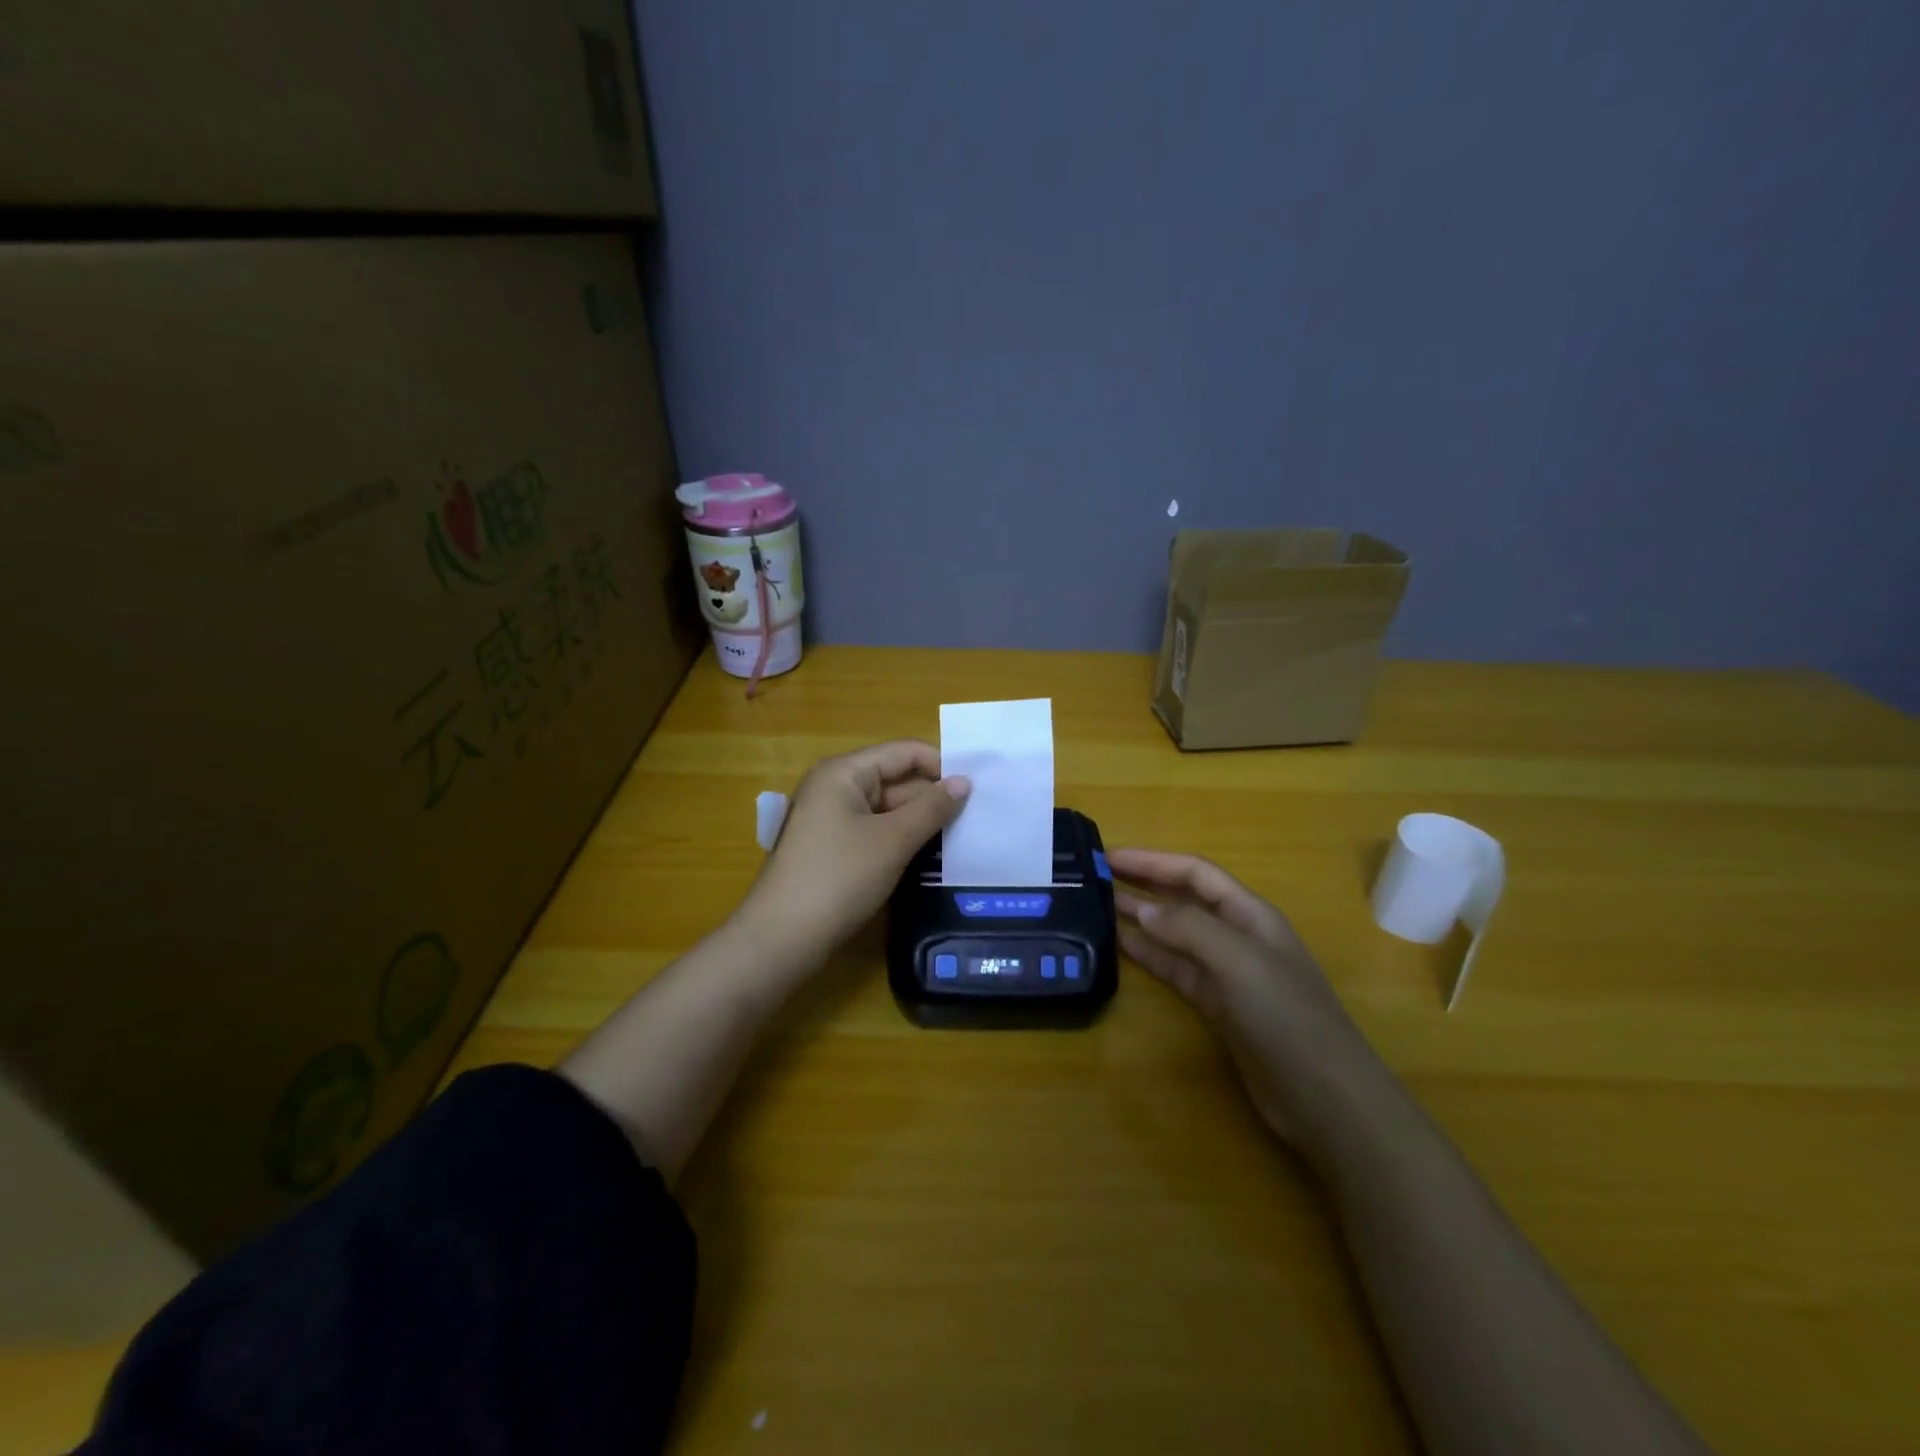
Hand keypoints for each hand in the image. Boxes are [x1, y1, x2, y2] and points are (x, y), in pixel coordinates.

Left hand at [738, 740, 969, 965]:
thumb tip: (964, 782)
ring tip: (963, 836)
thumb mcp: (892, 840)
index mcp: (844, 772)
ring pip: (888, 809)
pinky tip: (930, 855)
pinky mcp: (834, 848)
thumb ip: (931, 808)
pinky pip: (876, 831)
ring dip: (920, 821)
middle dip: (932, 797)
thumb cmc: (839, 877)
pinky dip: (901, 839)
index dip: (940, 765)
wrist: (783, 937)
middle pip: (896, 779)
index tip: (977, 790)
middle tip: (977, 818)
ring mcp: (832, 819)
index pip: (903, 752)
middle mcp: (836, 787)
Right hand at [1110, 848, 1380, 1144]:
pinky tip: (1122, 947)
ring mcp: (1228, 972)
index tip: (1108, 856)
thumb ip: (1189, 928)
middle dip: (1144, 883)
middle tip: (1095, 878)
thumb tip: (1140, 909)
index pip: (1194, 872)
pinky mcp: (1218, 1006)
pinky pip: (1177, 968)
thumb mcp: (1239, 962)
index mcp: (1250, 914)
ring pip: (1176, 933)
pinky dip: (1150, 955)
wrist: (1325, 1098)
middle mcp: (1238, 935)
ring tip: (1099, 907)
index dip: (1152, 860)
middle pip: (1184, 897)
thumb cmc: (1286, 1018)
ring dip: (1142, 917)